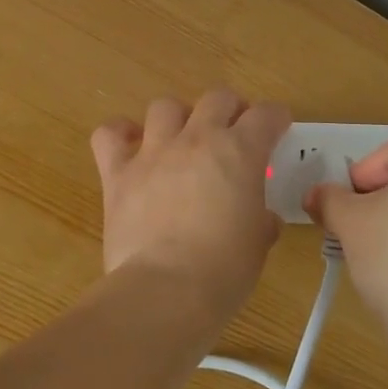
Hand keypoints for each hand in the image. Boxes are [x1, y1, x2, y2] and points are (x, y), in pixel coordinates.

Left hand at [90, 89, 289, 328]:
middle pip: (217, 98)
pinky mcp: (118, 173)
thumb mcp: (259, 243)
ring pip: (165, 106)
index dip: (275, 119)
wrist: (167, 290)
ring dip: (178, 117)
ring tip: (182, 138)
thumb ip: (260, 219)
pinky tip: (130, 147)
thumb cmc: (224, 270)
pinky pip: (110, 134)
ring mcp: (154, 152)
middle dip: (230, 109)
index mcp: (240, 153)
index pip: (266, 115)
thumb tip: (261, 218)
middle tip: (233, 131)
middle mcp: (197, 140)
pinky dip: (120, 134)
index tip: (277, 128)